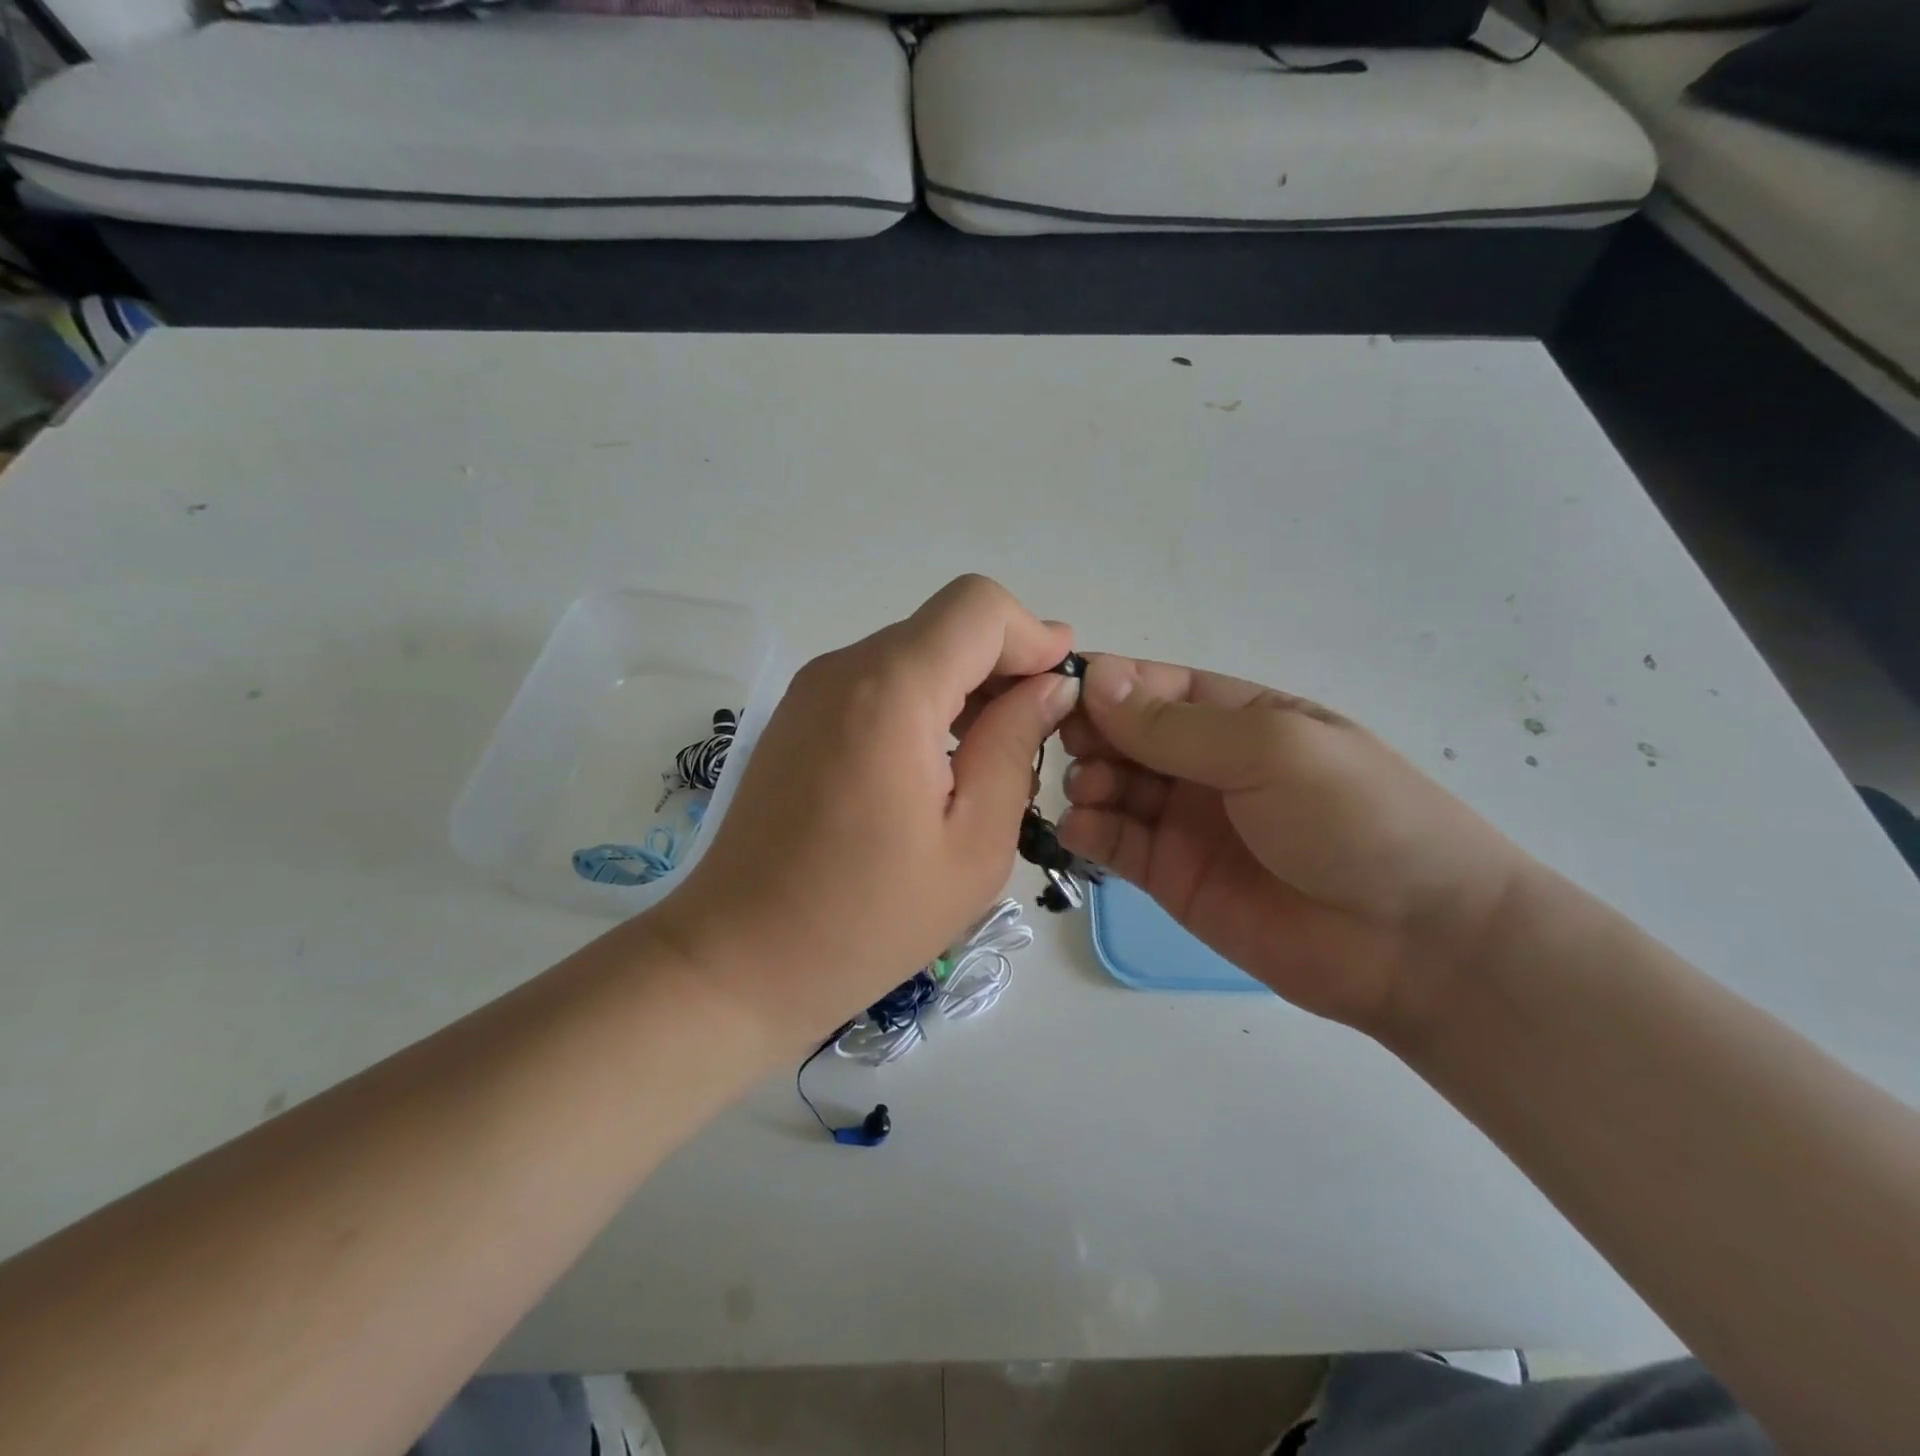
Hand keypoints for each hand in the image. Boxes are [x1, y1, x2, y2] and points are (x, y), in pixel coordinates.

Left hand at [650, 576, 1077, 1047]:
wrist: (738, 959)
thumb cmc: (867, 919)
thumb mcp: (973, 844)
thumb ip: (1014, 746)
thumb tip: (1048, 687)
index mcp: (891, 692)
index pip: (978, 607)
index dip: (1031, 635)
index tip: (1060, 688)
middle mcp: (843, 669)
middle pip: (945, 626)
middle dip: (1002, 664)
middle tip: (1032, 736)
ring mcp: (810, 689)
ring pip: (912, 651)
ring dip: (962, 686)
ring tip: (987, 759)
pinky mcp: (796, 715)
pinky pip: (877, 681)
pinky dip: (922, 702)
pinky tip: (933, 767)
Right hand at [1057, 655, 1529, 1034]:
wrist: (1415, 942)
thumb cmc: (1354, 818)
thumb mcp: (1269, 749)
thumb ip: (1175, 725)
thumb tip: (1095, 677)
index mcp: (1234, 716)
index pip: (1150, 686)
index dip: (1103, 683)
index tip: (1057, 690)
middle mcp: (1201, 763)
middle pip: (1120, 734)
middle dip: (1088, 733)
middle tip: (1075, 747)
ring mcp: (1182, 821)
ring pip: (1108, 785)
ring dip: (1085, 779)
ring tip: (1092, 792)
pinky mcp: (1168, 876)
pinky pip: (1112, 842)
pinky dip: (1086, 829)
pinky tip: (1082, 828)